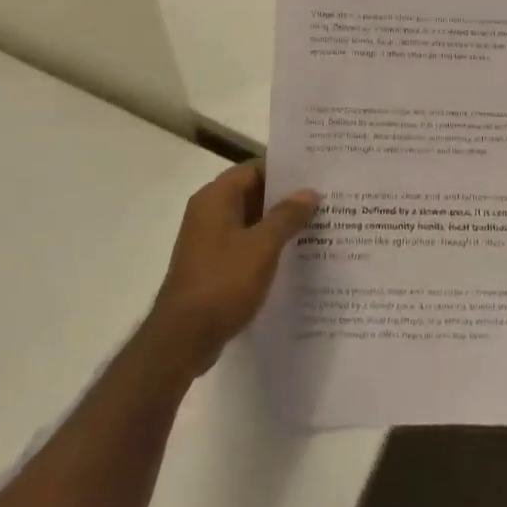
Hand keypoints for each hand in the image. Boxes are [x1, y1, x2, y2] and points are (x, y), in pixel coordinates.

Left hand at [150, 162, 317, 375]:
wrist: (183, 338)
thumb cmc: (223, 282)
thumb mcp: (262, 246)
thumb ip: (287, 215)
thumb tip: (309, 192)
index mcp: (216, 198)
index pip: (254, 168)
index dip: (285, 170)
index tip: (315, 174)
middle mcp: (208, 212)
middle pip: (252, 193)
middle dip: (285, 198)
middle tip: (323, 200)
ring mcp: (208, 240)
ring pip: (249, 220)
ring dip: (277, 223)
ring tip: (316, 226)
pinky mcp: (211, 265)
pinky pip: (244, 244)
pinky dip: (265, 245)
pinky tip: (293, 255)